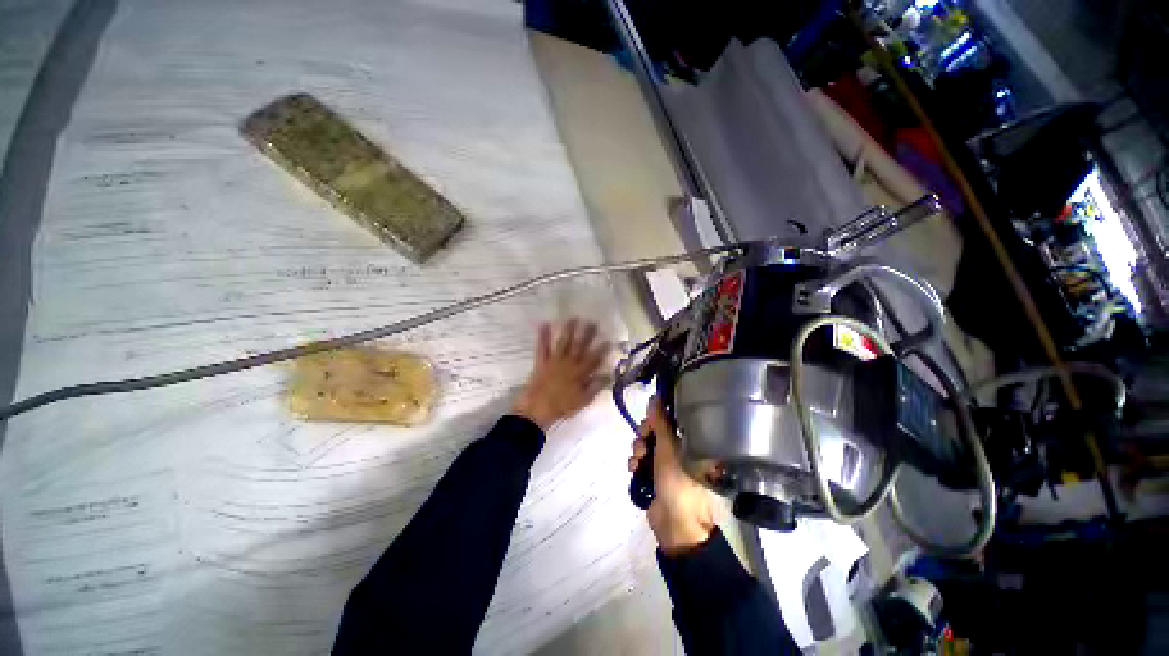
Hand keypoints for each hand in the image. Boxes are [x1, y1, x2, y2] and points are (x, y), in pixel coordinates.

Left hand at [511, 319, 608, 430]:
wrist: (537, 409)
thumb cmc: (562, 407)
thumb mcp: (583, 400)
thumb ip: (596, 386)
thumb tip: (608, 375)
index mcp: (580, 373)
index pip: (594, 358)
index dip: (602, 349)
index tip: (608, 339)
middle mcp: (569, 363)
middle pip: (580, 346)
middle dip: (587, 333)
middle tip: (592, 322)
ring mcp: (554, 360)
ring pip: (564, 342)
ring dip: (569, 330)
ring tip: (573, 318)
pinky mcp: (541, 361)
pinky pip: (543, 346)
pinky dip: (543, 335)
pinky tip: (544, 324)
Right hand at [628, 397, 714, 554]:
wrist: (675, 523)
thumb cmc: (677, 481)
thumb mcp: (669, 448)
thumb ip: (661, 422)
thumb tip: (655, 396)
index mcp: (688, 441)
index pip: (669, 420)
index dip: (656, 418)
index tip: (648, 421)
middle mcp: (677, 449)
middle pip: (655, 431)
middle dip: (644, 436)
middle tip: (643, 443)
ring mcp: (665, 463)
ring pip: (646, 445)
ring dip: (638, 450)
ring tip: (638, 461)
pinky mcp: (653, 475)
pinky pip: (641, 461)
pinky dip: (636, 463)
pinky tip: (634, 470)